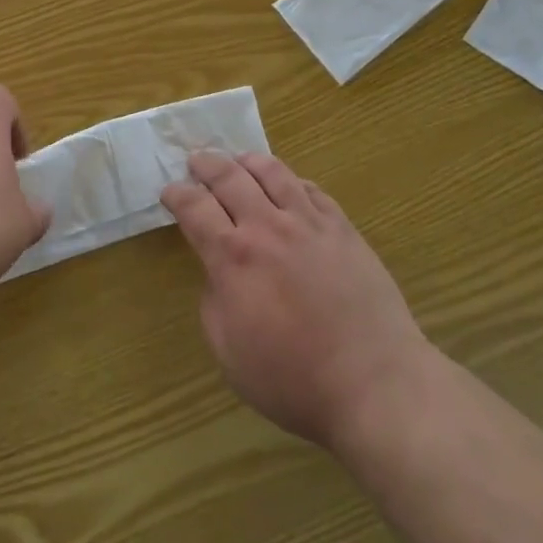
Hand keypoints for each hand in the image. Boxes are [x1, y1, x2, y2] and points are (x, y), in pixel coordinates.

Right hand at [161, 151, 433, 449]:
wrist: (373, 382)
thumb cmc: (293, 379)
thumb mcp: (229, 353)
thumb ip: (214, 303)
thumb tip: (218, 273)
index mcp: (233, 257)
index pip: (195, 208)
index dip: (177, 195)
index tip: (169, 191)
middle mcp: (268, 227)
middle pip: (230, 177)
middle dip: (206, 165)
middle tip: (196, 161)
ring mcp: (309, 222)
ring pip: (273, 172)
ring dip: (248, 161)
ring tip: (238, 161)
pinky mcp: (342, 227)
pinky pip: (311, 189)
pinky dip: (292, 181)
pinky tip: (288, 185)